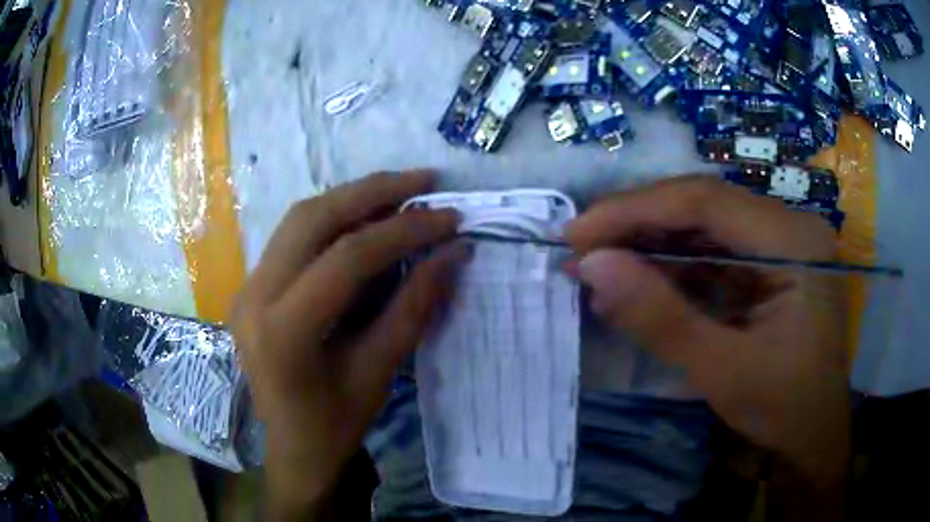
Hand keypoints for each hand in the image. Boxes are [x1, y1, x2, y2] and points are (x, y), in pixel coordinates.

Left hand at [230, 171, 467, 515]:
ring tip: (400, 191)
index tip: (449, 219)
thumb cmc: (336, 424)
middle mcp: (254, 296)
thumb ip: (415, 306)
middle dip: (374, 191)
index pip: (346, 258)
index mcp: (283, 330)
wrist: (293, 448)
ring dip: (352, 197)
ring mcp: (247, 287)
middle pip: (313, 218)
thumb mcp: (380, 371)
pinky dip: (333, 217)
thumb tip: (454, 252)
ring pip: (299, 218)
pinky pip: (292, 236)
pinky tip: (364, 216)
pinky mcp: (252, 286)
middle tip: (425, 180)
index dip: (403, 231)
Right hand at [566, 176, 849, 480]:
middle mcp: (789, 226)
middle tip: (582, 250)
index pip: (706, 200)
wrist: (812, 436)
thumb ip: (660, 318)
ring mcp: (780, 242)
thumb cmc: (782, 409)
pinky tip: (638, 283)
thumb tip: (592, 266)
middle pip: (704, 205)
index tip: (578, 232)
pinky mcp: (768, 263)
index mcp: (793, 240)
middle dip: (638, 224)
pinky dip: (672, 266)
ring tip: (599, 266)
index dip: (636, 209)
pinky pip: (714, 251)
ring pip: (704, 225)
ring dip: (650, 244)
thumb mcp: (722, 372)